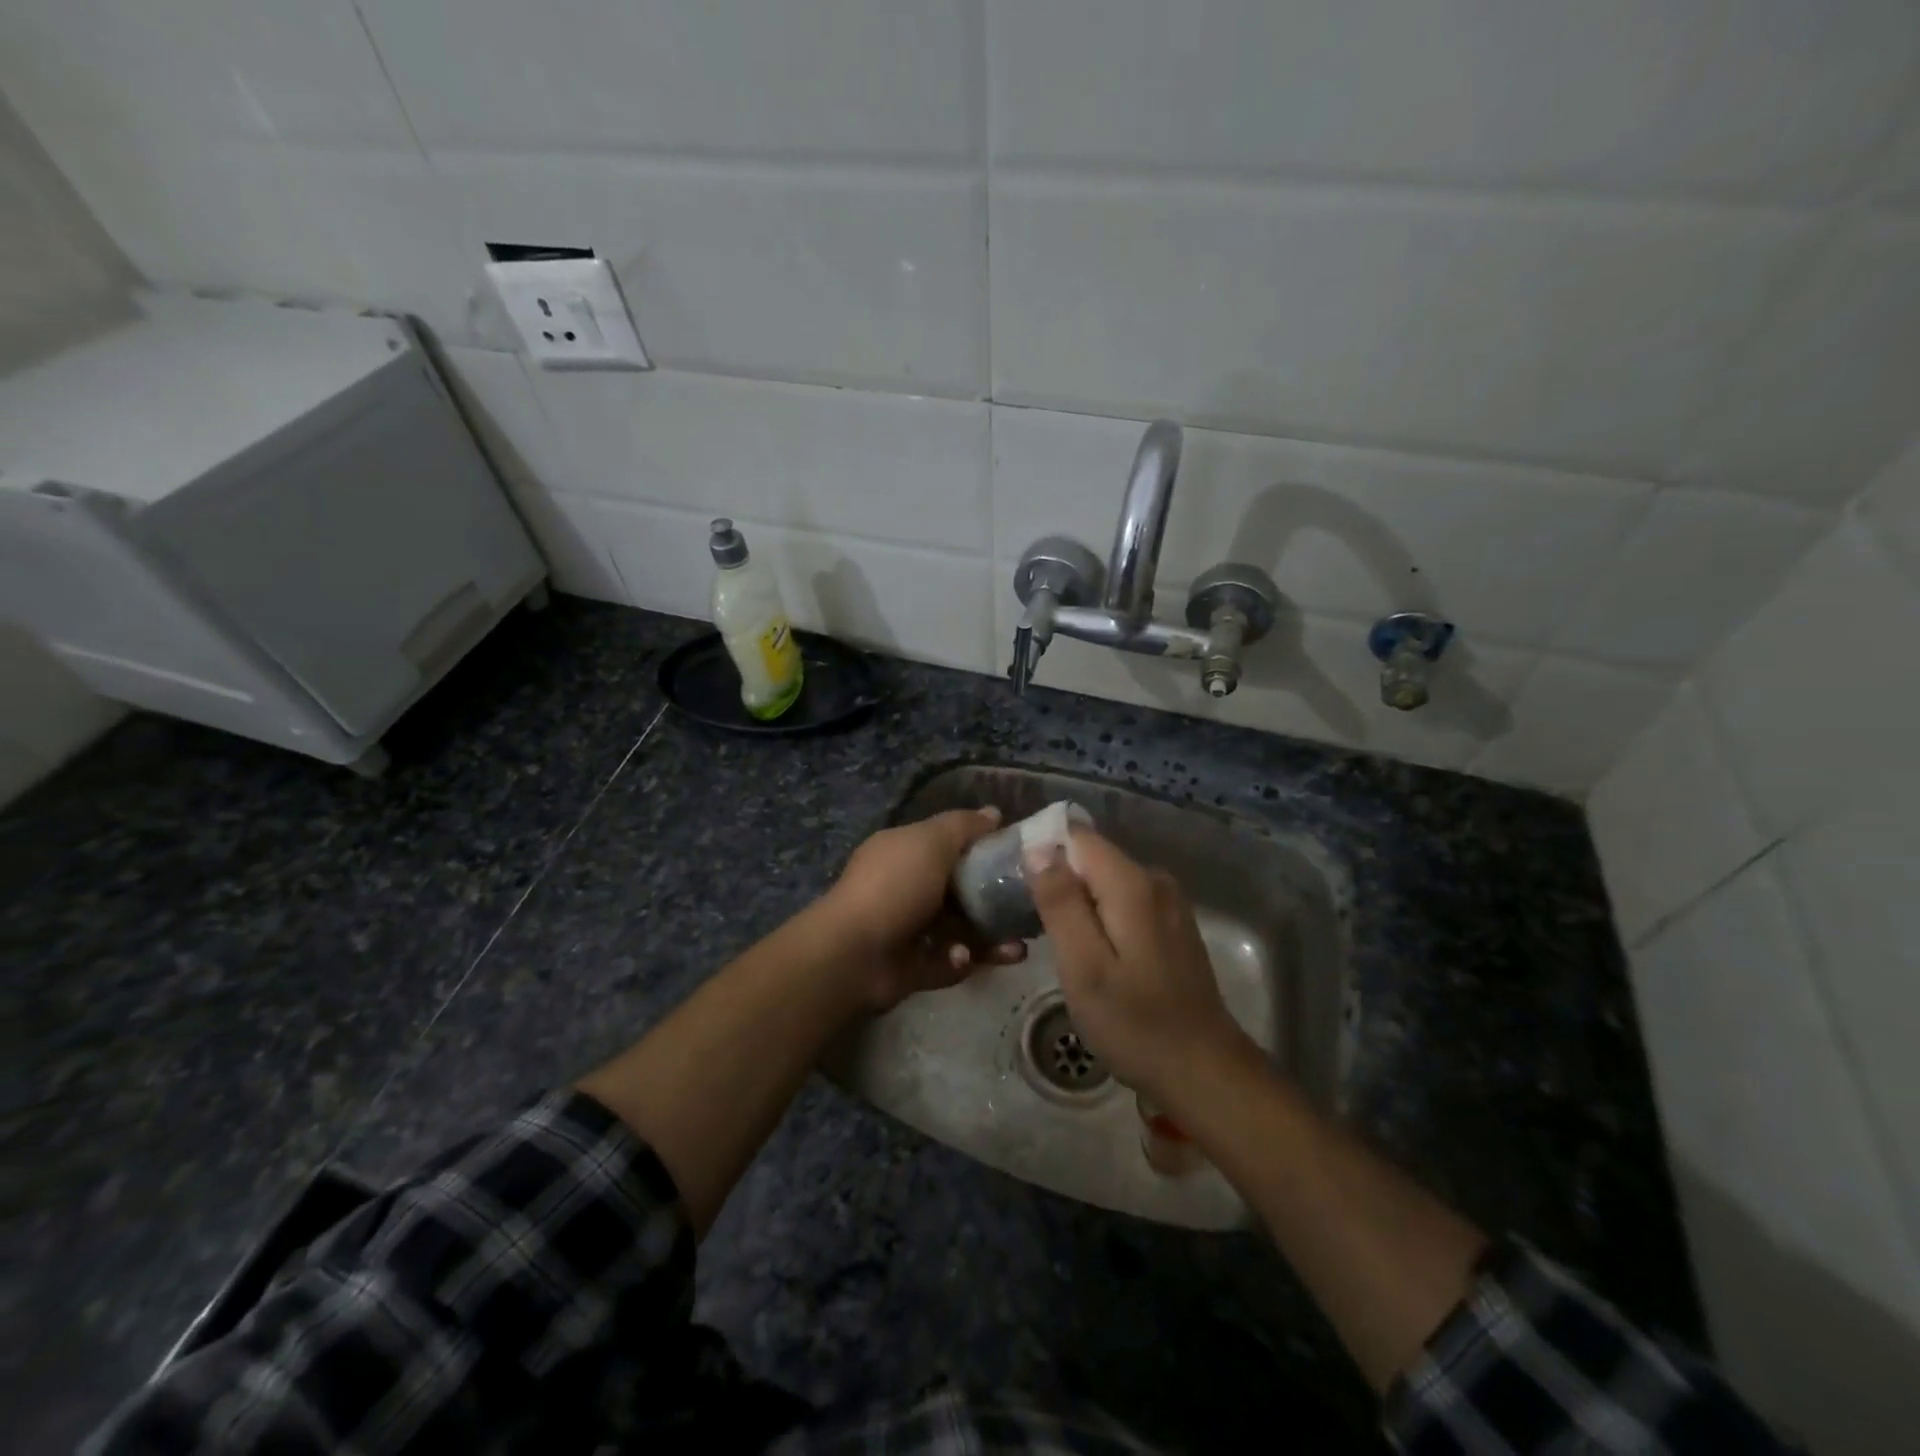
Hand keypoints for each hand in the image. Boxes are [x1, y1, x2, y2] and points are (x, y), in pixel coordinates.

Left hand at [821, 807, 1027, 1011]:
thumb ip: (964, 826)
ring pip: (962, 930)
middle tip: (1029, 906)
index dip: (984, 848)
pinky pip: (950, 961)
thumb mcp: (930, 841)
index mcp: (905, 852)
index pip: (950, 844)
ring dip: (991, 937)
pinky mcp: (915, 967)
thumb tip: (994, 813)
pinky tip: (971, 958)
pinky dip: (966, 960)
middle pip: (961, 890)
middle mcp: (907, 888)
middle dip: (996, 900)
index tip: (1019, 857)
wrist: (854, 954)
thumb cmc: (894, 886)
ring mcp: (909, 929)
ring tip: (1018, 946)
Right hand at [1024, 829, 1249, 1104]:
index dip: (1043, 851)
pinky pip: (1124, 900)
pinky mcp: (1172, 924)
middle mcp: (1154, 879)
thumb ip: (1060, 902)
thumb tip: (1038, 847)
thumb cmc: (1135, 1023)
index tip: (1017, 885)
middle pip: (1091, 857)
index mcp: (1131, 883)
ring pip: (1106, 881)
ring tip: (1058, 944)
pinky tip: (1092, 954)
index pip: (1077, 836)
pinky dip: (1101, 916)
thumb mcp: (1083, 966)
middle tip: (1033, 925)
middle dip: (1059, 880)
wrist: (1204, 1072)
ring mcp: (1168, 902)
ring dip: (1078, 902)